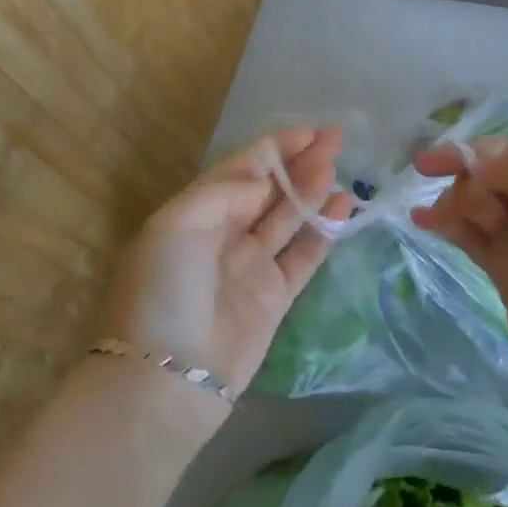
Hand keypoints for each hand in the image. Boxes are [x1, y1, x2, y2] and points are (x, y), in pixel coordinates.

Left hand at [101, 127, 350, 403]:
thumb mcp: (177, 224)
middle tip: (336, 139)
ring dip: (313, 189)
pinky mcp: (274, 296)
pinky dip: (324, 230)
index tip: (310, 130)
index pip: (241, 169)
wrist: (167, 376)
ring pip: (289, 216)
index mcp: (195, 213)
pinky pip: (304, 254)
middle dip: (300, 162)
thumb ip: (225, 193)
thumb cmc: (165, 289)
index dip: (276, 148)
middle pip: (269, 189)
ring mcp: (250, 265)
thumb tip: (263, 185)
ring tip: (339, 164)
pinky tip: (342, 205)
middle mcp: (224, 234)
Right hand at [412, 137, 507, 411]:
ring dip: (453, 204)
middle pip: (491, 176)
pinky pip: (474, 235)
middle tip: (466, 216)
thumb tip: (478, 160)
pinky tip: (424, 222)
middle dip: (466, 186)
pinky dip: (450, 224)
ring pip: (479, 205)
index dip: (467, 152)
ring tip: (433, 221)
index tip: (427, 165)